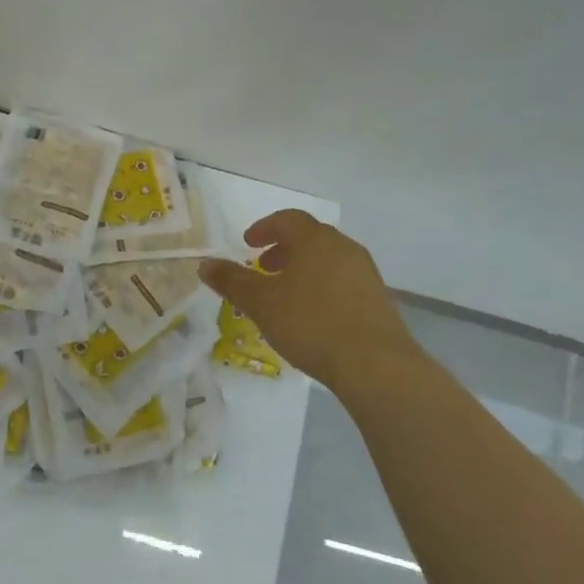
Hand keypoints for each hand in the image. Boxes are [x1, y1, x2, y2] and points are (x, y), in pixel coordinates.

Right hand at [199, 210, 414, 389]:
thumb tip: (205, 264)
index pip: (287, 219)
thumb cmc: (311, 323)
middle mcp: (343, 247)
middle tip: (263, 268)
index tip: (248, 244)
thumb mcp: (261, 303)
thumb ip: (232, 281)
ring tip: (286, 295)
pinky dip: (322, 287)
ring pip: (327, 260)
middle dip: (283, 249)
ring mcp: (365, 273)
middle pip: (309, 238)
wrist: (375, 364)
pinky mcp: (378, 299)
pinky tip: (313, 316)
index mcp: (315, 239)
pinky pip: (343, 281)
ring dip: (303, 269)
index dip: (264, 228)